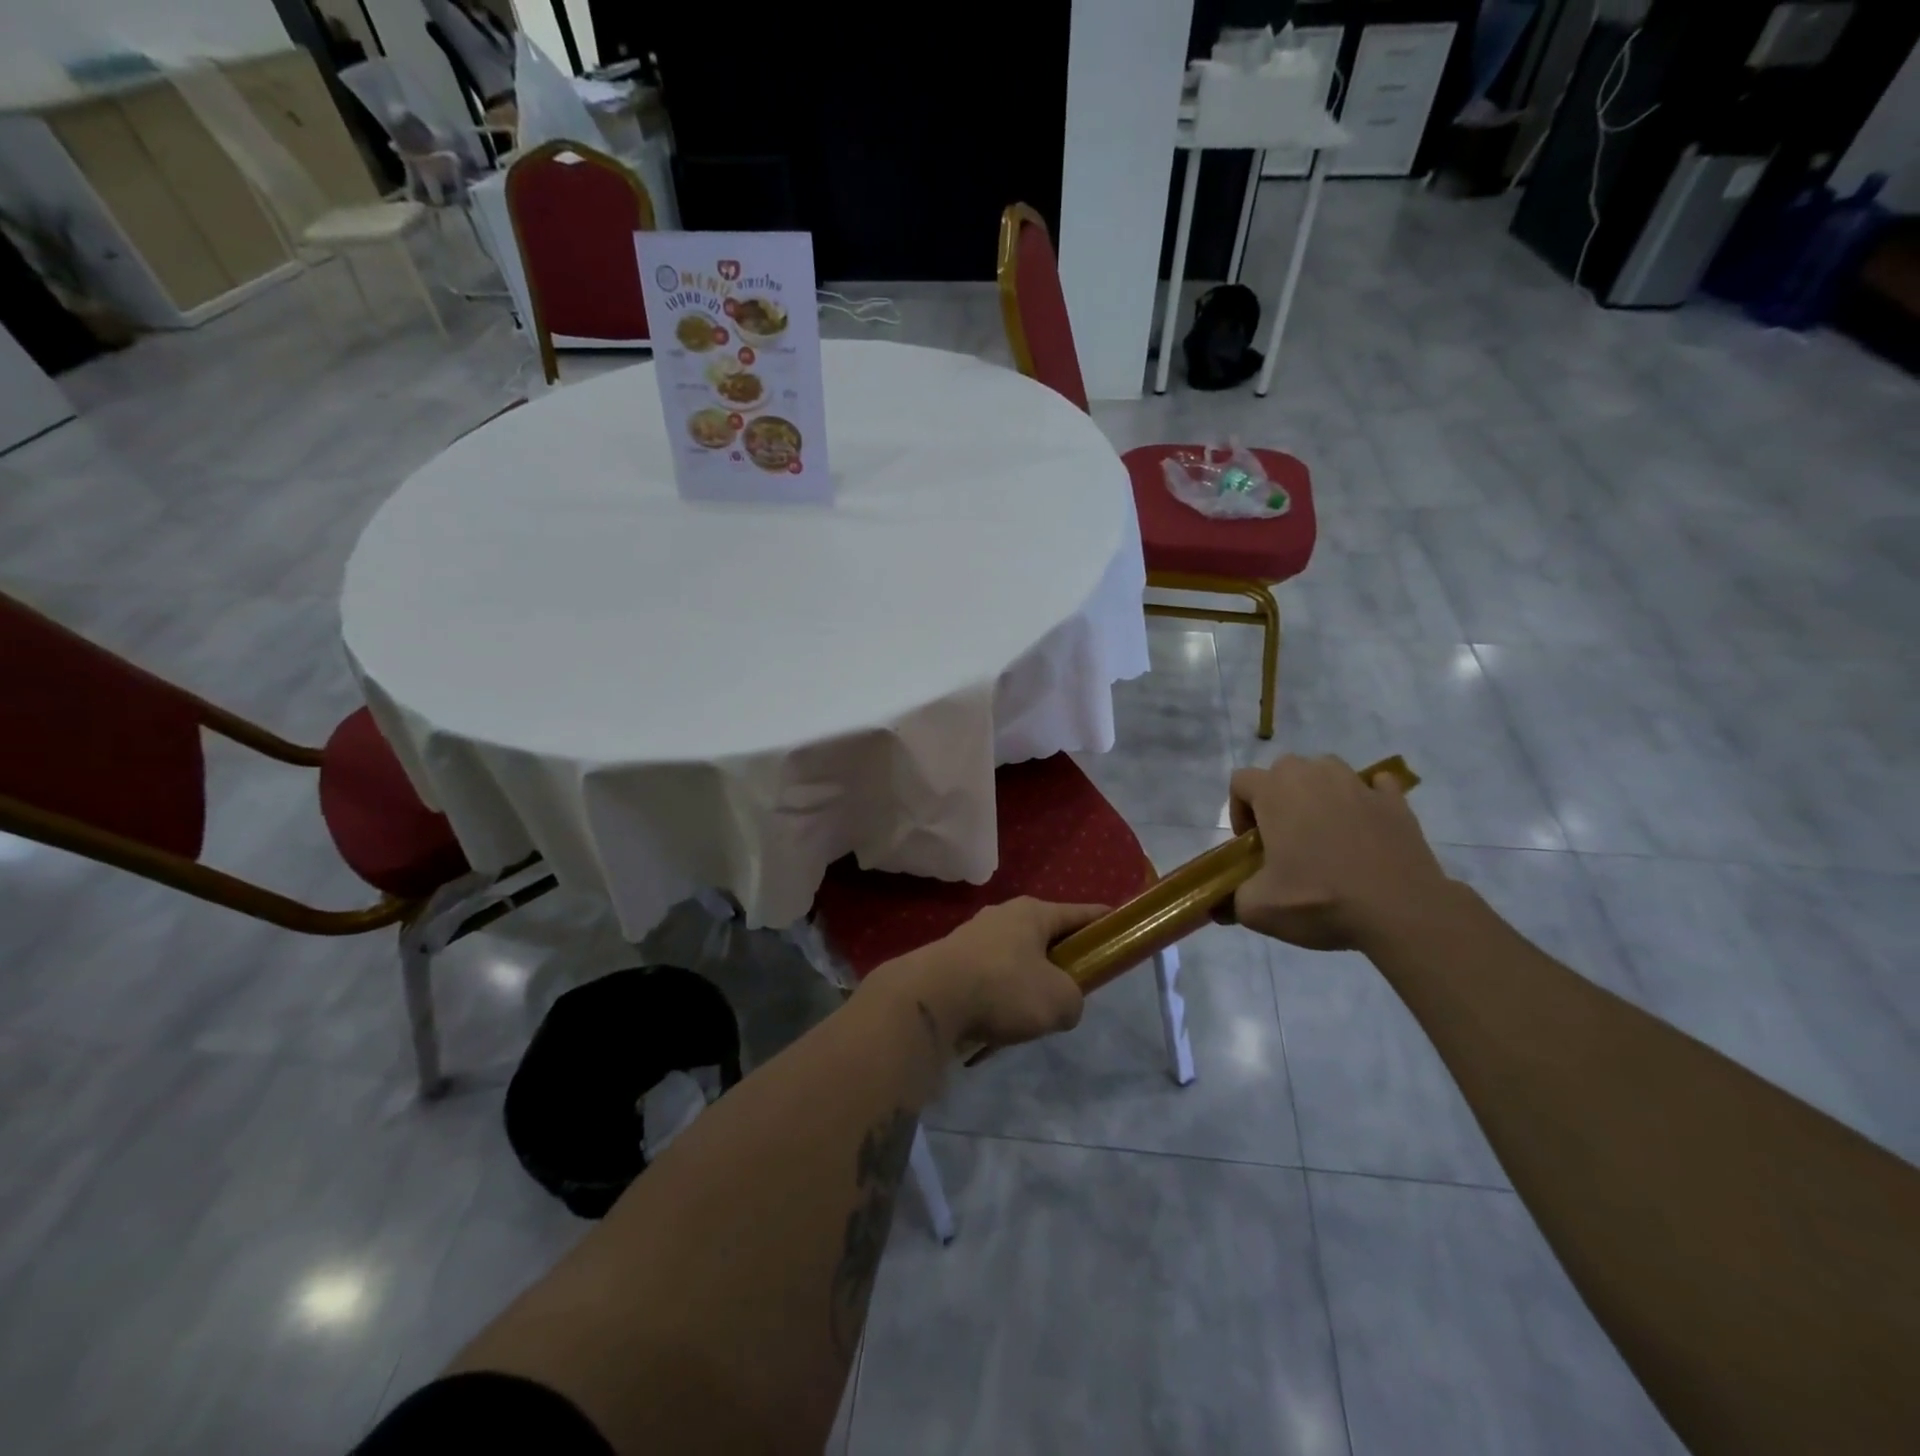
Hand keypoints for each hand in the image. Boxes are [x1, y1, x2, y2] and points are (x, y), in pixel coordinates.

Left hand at [867, 898, 1105, 1054]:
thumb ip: (1073, 999)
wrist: (931, 1000)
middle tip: (1074, 986)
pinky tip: (1000, 1019)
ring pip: (1015, 957)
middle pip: (1044, 934)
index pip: (1078, 913)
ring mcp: (973, 936)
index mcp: (1032, 912)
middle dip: (1061, 957)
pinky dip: (1000, 994)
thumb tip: (1060, 1003)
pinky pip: (990, 976)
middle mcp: (1002, 915)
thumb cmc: (1004, 988)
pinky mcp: (952, 961)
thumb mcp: (1060, 1001)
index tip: (1118, 927)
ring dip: (1027, 980)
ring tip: (1034, 1012)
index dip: (1102, 922)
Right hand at [1229, 754, 1451, 951]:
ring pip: (1326, 771)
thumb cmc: (1319, 900)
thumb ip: (1231, 899)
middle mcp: (1313, 775)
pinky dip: (1365, 798)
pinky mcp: (1395, 800)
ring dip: (1319, 793)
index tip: (1252, 844)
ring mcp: (1358, 784)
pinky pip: (1373, 785)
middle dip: (1278, 797)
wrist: (1400, 910)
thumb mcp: (1258, 909)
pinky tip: (1365, 825)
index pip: (1240, 781)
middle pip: (1283, 770)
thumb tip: (1220, 905)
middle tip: (1286, 838)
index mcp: (1275, 791)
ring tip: (1325, 831)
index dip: (1238, 811)